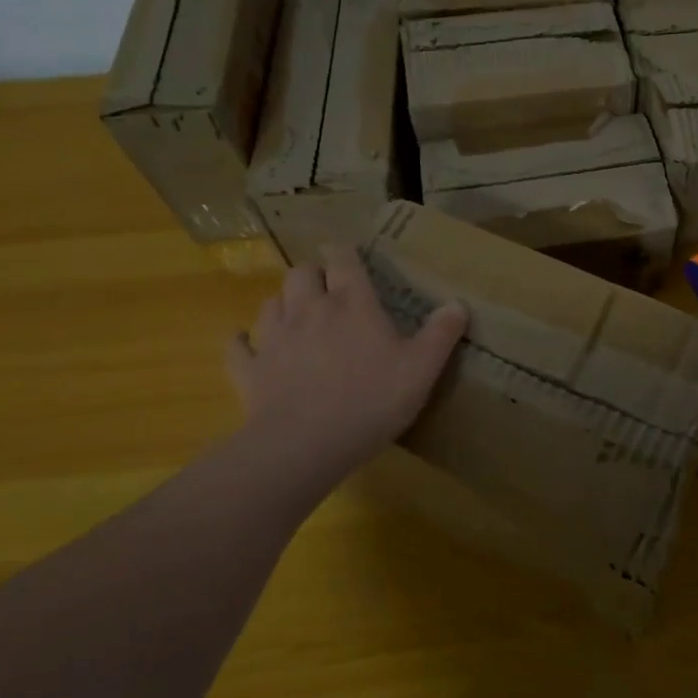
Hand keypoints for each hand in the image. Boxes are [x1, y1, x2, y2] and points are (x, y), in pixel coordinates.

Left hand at [225, 244, 467, 478]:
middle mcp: (309, 310)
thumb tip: (459, 303)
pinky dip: (242, 342)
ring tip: (295, 314)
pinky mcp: (250, 370)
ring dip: (283, 302)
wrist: (306, 444)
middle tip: (326, 289)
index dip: (345, 253)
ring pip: (271, 303)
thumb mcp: (422, 369)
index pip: (344, 261)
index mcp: (352, 304)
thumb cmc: (371, 400)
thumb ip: (441, 334)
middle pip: (301, 273)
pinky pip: (238, 347)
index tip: (348, 254)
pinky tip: (246, 343)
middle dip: (312, 274)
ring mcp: (274, 338)